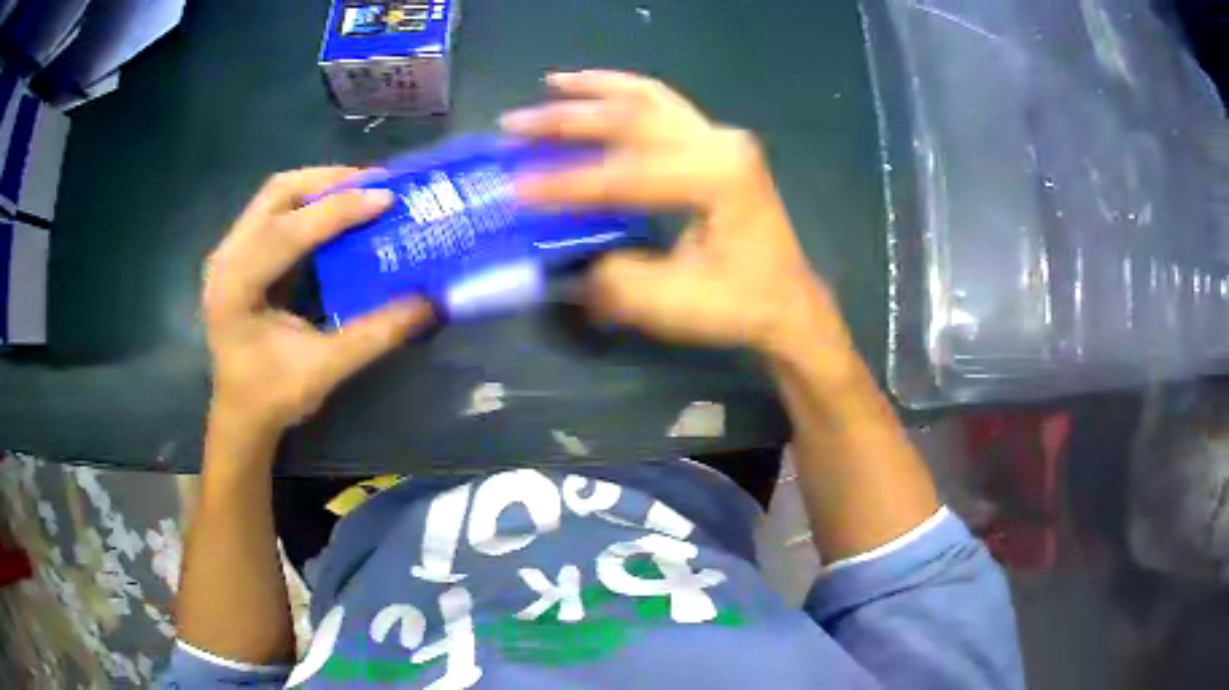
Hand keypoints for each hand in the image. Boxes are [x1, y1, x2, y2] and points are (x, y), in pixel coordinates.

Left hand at [202, 168, 433, 439]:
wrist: (241, 416)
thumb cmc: (273, 396)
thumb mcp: (324, 369)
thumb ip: (375, 334)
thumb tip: (431, 302)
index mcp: (235, 287)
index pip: (286, 232)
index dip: (338, 211)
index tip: (386, 199)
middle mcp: (226, 258)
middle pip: (277, 193)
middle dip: (328, 182)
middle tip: (375, 183)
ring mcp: (230, 253)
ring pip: (275, 196)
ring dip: (319, 187)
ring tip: (362, 190)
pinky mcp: (241, 255)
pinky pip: (276, 211)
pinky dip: (309, 204)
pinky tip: (337, 212)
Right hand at [500, 70, 848, 360]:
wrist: (787, 302)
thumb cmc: (739, 305)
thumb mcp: (675, 304)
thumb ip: (617, 281)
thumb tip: (570, 265)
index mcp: (719, 178)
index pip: (628, 174)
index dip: (568, 183)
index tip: (516, 189)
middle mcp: (721, 143)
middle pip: (633, 117)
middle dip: (569, 120)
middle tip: (515, 123)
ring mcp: (720, 136)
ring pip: (648, 97)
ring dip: (595, 89)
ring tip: (551, 84)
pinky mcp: (715, 142)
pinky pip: (662, 103)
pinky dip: (623, 90)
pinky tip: (594, 87)